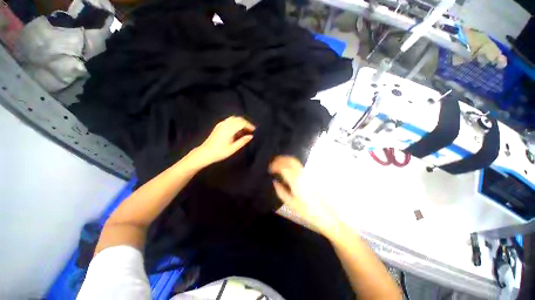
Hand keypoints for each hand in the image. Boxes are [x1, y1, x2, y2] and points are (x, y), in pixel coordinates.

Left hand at [193, 116, 254, 166]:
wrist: (205, 153)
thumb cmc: (220, 152)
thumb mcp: (232, 149)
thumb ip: (242, 141)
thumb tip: (251, 136)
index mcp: (229, 129)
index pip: (242, 123)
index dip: (249, 125)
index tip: (254, 130)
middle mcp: (225, 124)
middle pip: (238, 119)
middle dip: (246, 123)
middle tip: (250, 130)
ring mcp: (221, 124)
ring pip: (233, 118)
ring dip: (240, 122)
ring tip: (244, 130)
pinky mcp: (218, 126)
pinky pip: (229, 120)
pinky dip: (235, 123)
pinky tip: (236, 130)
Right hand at [269, 156, 339, 235]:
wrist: (326, 215)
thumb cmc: (307, 211)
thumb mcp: (291, 203)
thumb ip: (280, 191)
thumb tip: (275, 182)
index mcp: (296, 181)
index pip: (283, 167)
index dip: (275, 166)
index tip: (270, 169)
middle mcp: (302, 174)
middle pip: (290, 160)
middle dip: (280, 159)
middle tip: (273, 163)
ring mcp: (307, 174)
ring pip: (295, 161)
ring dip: (285, 160)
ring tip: (279, 164)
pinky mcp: (311, 175)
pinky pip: (299, 165)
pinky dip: (291, 163)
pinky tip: (288, 168)